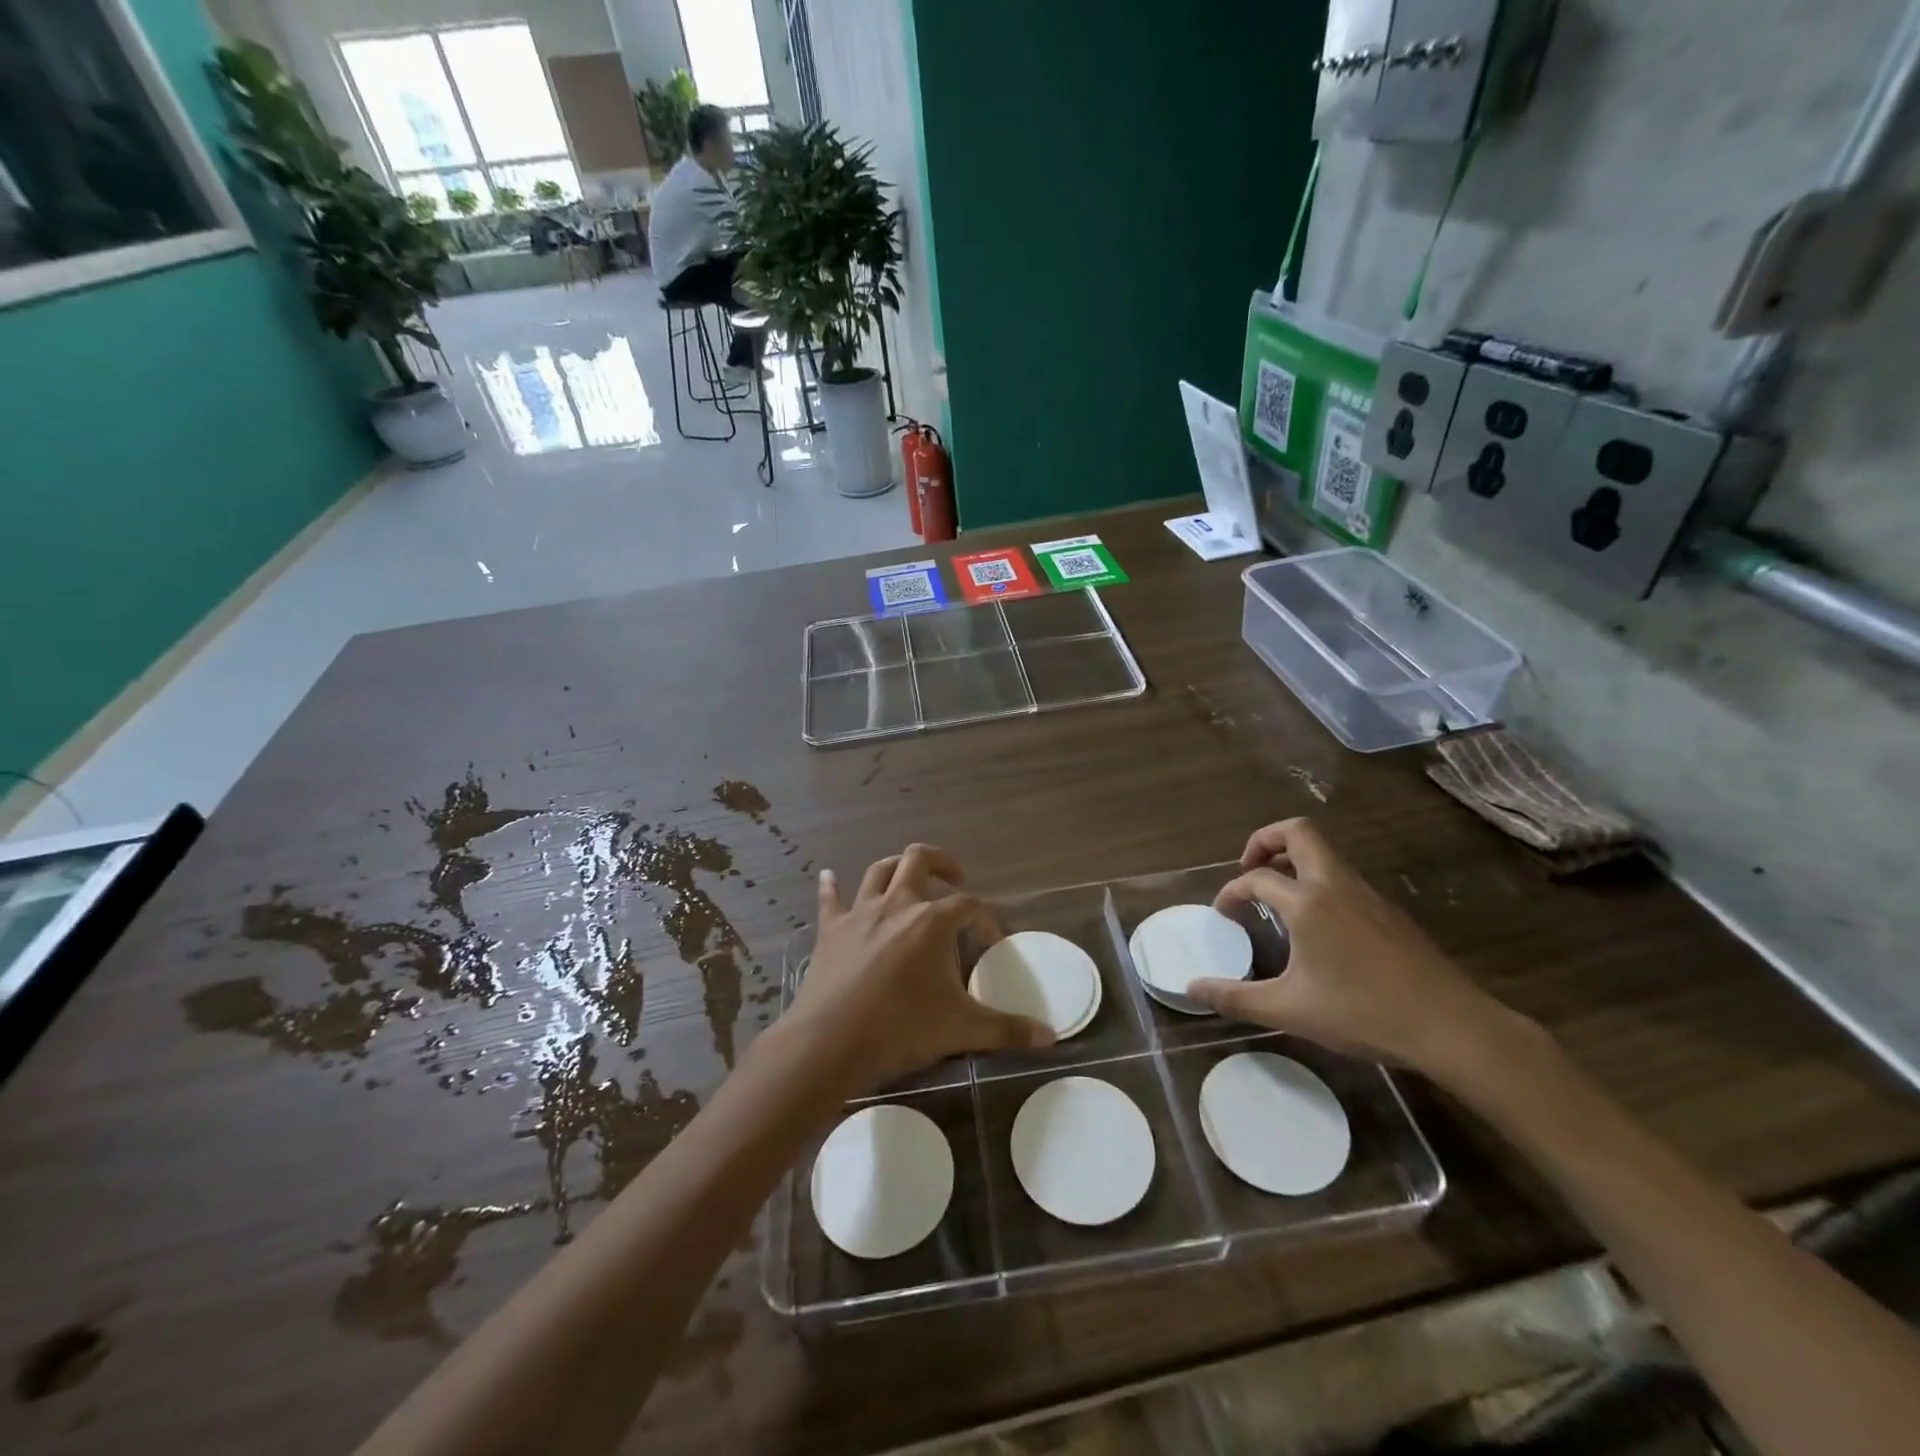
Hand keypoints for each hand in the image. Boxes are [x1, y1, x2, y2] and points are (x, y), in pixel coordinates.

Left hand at [777, 845, 1053, 1095]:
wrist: (829, 1043)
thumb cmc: (900, 1029)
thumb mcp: (961, 1029)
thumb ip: (1006, 1029)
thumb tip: (1050, 1037)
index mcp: (931, 921)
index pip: (969, 905)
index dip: (986, 919)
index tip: (994, 941)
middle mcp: (896, 904)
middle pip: (919, 860)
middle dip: (941, 862)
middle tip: (955, 879)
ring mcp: (859, 913)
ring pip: (879, 871)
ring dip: (897, 867)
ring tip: (910, 879)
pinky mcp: (830, 930)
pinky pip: (830, 899)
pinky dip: (832, 887)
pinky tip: (829, 877)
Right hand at [1187, 819, 1525, 1077]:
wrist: (1451, 1026)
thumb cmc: (1363, 1012)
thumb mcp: (1289, 1010)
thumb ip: (1236, 998)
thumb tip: (1191, 989)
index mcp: (1307, 902)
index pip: (1256, 878)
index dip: (1232, 891)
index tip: (1223, 913)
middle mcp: (1335, 885)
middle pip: (1299, 832)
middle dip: (1266, 840)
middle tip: (1249, 867)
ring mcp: (1368, 895)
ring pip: (1325, 854)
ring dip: (1294, 860)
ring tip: (1278, 896)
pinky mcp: (1390, 912)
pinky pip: (1344, 877)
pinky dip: (1319, 881)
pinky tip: (1318, 924)